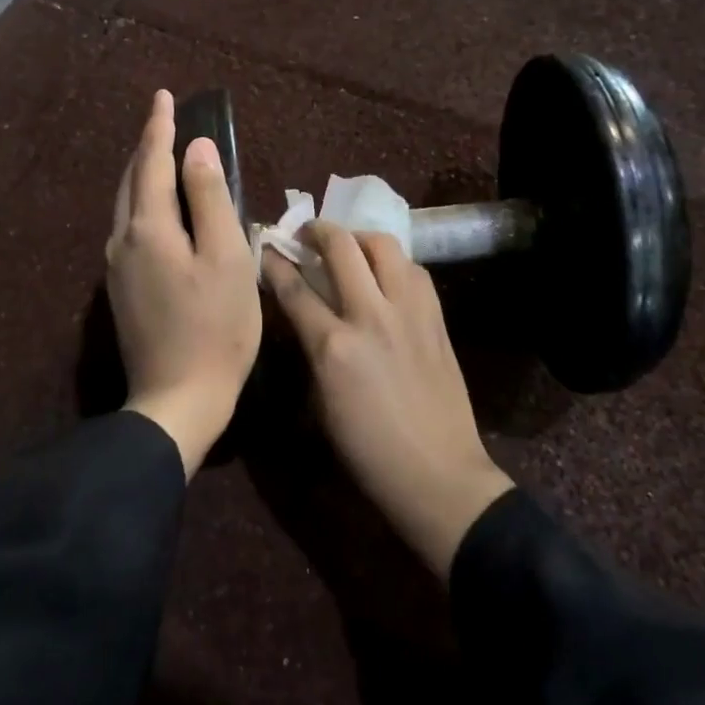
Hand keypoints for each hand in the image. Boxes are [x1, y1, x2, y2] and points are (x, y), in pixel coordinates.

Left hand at [107, 90, 261, 475]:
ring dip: (142, 175)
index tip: (165, 96)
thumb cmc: (216, 328)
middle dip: (147, 146)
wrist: (177, 399)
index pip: (152, 162)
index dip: (160, 127)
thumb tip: (196, 149)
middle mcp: (122, 241)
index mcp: (148, 228)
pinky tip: (158, 210)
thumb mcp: (226, 258)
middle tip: (164, 119)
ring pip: (126, 205)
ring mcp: (116, 268)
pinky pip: (129, 229)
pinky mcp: (122, 290)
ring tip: (161, 156)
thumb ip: (210, 199)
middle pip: (132, 180)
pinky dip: (143, 205)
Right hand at [264, 224, 513, 579]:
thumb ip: (311, 349)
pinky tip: (386, 275)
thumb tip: (304, 313)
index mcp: (333, 346)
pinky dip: (394, 262)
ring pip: (384, 245)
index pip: (295, 287)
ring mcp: (409, 312)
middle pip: (341, 247)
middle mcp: (370, 316)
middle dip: (317, 230)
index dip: (276, 263)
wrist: (437, 474)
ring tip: (349, 246)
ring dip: (359, 238)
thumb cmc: (367, 450)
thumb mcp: (321, 402)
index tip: (267, 249)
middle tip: (307, 233)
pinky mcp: (436, 318)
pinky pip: (413, 270)